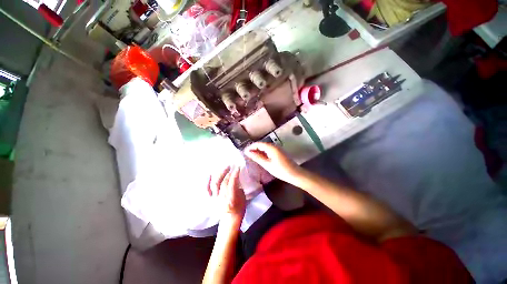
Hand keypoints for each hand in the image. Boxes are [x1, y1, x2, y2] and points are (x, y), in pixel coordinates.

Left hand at [208, 166, 245, 223]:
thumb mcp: (243, 198)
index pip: (232, 184)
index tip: (238, 167)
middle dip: (228, 172)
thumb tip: (235, 178)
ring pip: (216, 183)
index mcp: (231, 199)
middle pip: (224, 182)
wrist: (230, 219)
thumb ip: (238, 188)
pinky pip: (207, 189)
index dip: (235, 174)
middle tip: (232, 166)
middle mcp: (221, 198)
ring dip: (221, 174)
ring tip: (225, 167)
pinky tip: (210, 174)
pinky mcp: (209, 199)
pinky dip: (207, 181)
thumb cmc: (239, 208)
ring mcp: (214, 198)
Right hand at [244, 142, 301, 183]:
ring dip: (259, 151)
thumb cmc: (281, 170)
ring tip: (252, 157)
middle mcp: (274, 145)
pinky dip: (264, 153)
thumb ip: (257, 157)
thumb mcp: (267, 164)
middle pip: (262, 144)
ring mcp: (277, 148)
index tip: (244, 152)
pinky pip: (269, 150)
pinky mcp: (279, 152)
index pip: (258, 144)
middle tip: (247, 155)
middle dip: (254, 148)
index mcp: (271, 147)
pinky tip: (261, 158)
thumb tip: (248, 152)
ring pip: (265, 147)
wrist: (295, 174)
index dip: (251, 147)